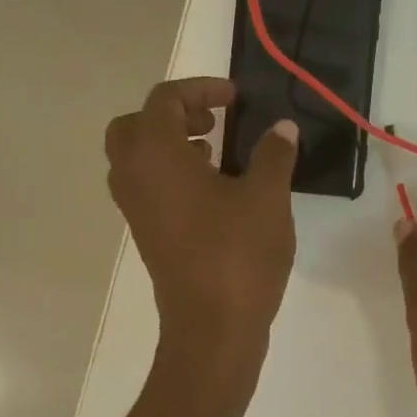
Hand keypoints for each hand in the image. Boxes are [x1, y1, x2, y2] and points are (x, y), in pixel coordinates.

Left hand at [106, 78, 298, 350]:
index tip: (236, 98)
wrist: (212, 328)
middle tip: (212, 122)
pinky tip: (216, 191)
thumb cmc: (238, 254)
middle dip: (172, 115)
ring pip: (137, 159)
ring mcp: (137, 210)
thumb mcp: (267, 197)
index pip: (164, 100)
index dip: (200, 88)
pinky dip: (172, 175)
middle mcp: (134, 177)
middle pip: (135, 127)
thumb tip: (282, 128)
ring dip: (171, 145)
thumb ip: (273, 154)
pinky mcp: (147, 235)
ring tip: (216, 154)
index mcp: (156, 155)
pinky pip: (148, 188)